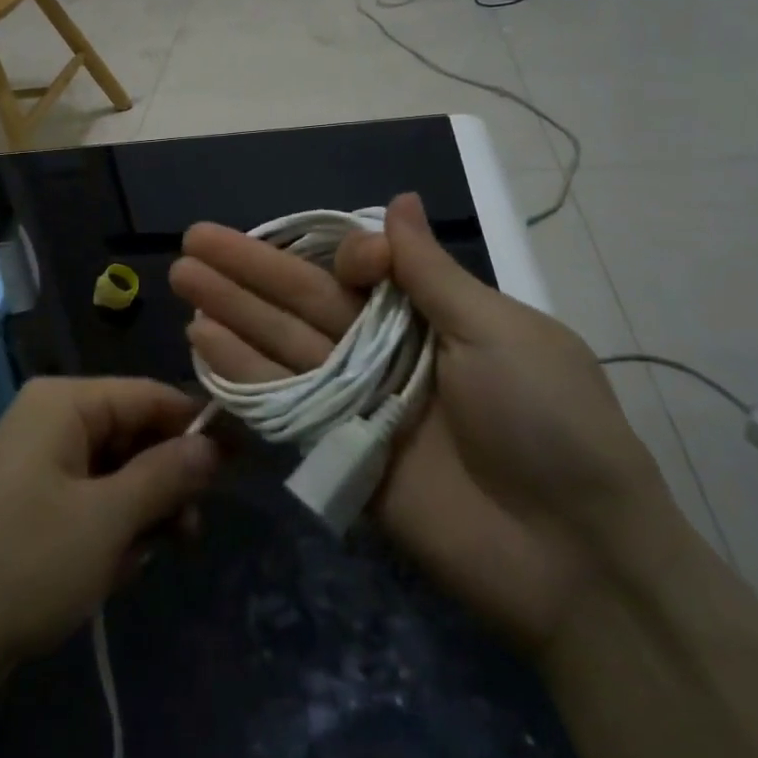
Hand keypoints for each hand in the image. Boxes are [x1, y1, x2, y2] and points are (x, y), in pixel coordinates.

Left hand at [0, 377, 219, 672]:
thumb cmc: (23, 563)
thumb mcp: (107, 519)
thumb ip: (166, 474)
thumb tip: (213, 444)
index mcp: (64, 403)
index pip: (148, 394)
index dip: (195, 425)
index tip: (241, 462)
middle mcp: (51, 422)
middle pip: (133, 434)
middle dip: (165, 480)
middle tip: (192, 529)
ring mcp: (40, 467)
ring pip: (116, 475)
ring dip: (140, 514)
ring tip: (149, 557)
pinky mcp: (32, 510)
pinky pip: (91, 505)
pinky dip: (110, 534)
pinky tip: (114, 573)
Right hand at [170, 192, 678, 654]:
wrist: (574, 558)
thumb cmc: (546, 423)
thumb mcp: (500, 332)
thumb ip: (431, 271)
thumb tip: (400, 199)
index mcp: (431, 316)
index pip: (363, 271)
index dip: (344, 256)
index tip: (353, 262)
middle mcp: (386, 351)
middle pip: (305, 300)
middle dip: (249, 269)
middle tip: (193, 239)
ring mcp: (358, 401)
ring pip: (284, 344)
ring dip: (233, 310)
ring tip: (183, 278)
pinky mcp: (338, 450)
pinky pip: (284, 402)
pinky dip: (242, 372)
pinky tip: (201, 340)